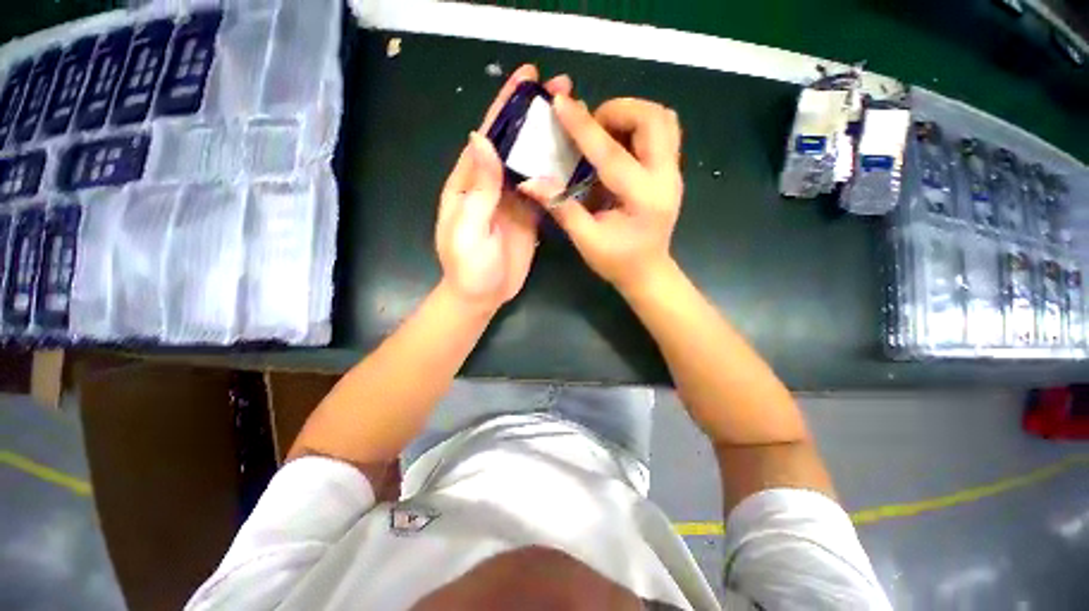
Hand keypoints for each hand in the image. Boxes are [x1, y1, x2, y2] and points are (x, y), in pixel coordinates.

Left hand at [436, 65, 572, 310]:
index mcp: (469, 182)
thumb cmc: (468, 267)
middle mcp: (491, 185)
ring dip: (549, 140)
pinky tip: (574, 158)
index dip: (505, 106)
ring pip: (531, 163)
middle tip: (563, 89)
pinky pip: (543, 190)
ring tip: (575, 116)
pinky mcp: (529, 217)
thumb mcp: (468, 228)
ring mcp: (512, 201)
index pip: (488, 136)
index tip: (527, 77)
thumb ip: (478, 188)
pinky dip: (556, 173)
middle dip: (534, 115)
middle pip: (514, 143)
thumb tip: (482, 139)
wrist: (482, 296)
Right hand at [519, 97, 682, 293]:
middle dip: (618, 111)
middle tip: (592, 126)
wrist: (649, 272)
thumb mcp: (586, 239)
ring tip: (605, 131)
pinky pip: (664, 132)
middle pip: (653, 119)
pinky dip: (639, 126)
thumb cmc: (617, 262)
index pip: (610, 153)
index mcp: (642, 198)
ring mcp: (674, 173)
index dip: (582, 126)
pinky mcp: (672, 172)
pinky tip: (619, 144)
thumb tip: (530, 182)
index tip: (560, 103)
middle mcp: (665, 178)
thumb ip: (561, 207)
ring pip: (663, 120)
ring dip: (631, 114)